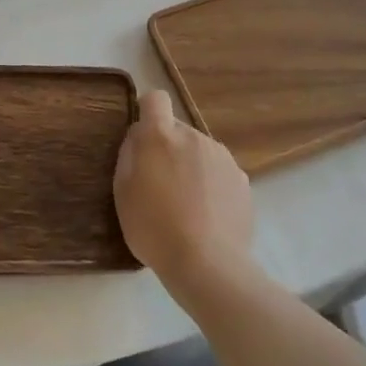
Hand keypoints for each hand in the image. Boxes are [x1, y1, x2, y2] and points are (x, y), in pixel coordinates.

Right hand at [114, 89, 255, 298]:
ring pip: (200, 151)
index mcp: (161, 136)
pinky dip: (212, 186)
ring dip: (191, 166)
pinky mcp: (242, 180)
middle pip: (177, 130)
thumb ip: (129, 155)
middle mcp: (194, 136)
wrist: (208, 266)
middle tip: (160, 185)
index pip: (155, 99)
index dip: (148, 112)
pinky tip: (208, 216)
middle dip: (168, 148)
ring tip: (187, 205)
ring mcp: (222, 157)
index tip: (143, 138)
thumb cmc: (154, 228)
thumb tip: (139, 138)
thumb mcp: (123, 192)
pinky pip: (220, 172)